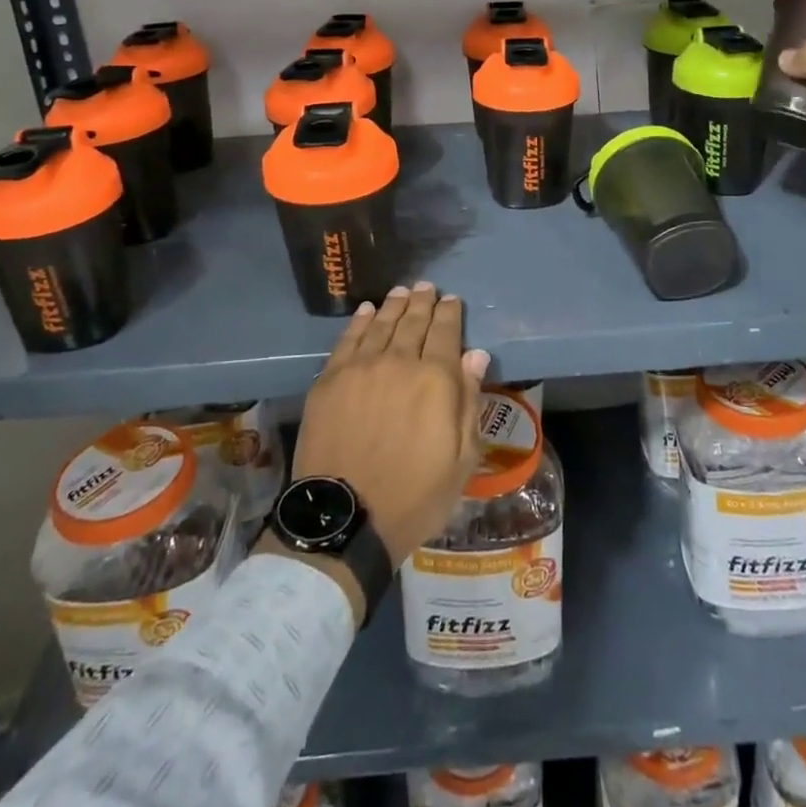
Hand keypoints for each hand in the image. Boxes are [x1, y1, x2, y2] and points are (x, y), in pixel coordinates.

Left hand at [290, 283, 489, 570]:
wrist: (345, 519)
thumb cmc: (414, 496)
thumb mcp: (461, 460)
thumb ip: (469, 402)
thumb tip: (475, 355)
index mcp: (435, 380)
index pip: (445, 333)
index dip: (450, 313)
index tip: (452, 300)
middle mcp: (398, 362)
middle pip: (412, 322)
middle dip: (422, 302)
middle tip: (427, 287)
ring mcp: (360, 368)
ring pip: (380, 324)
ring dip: (393, 305)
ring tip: (402, 292)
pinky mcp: (330, 379)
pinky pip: (348, 339)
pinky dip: (359, 321)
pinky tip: (366, 311)